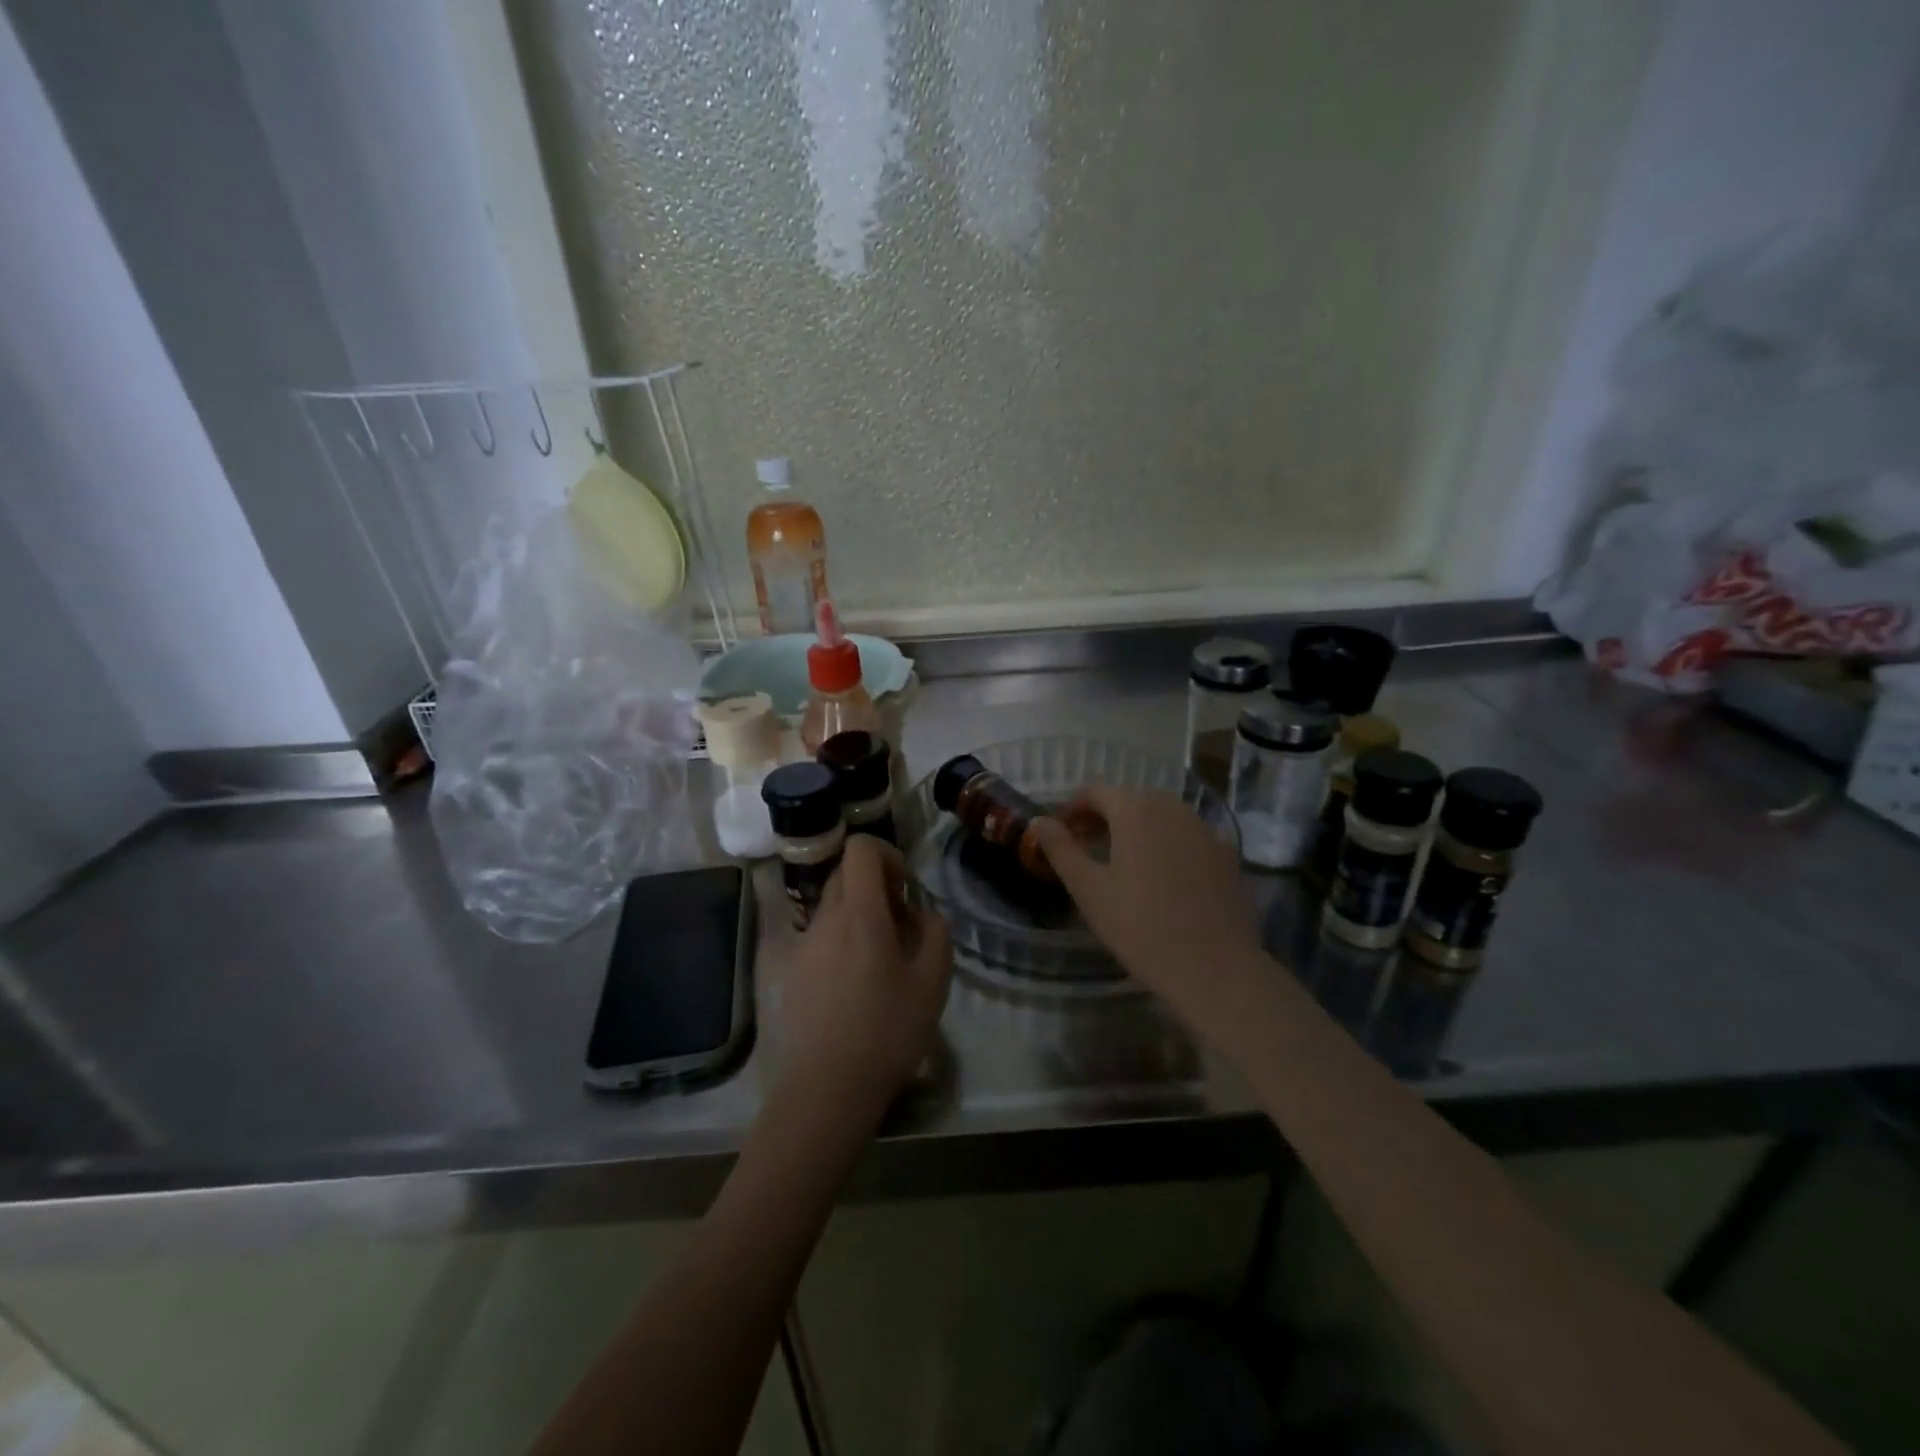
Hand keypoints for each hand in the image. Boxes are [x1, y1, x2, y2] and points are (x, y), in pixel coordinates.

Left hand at [779, 836, 951, 1123]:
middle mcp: (825, 919)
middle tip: (901, 925)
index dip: (888, 855)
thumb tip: (921, 914)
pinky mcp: (793, 971)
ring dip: (861, 915)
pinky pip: (822, 936)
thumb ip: (935, 933)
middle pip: (846, 874)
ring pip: (833, 906)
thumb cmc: (887, 1031)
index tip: (905, 890)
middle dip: (877, 886)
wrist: (827, 1088)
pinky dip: (843, 940)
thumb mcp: (933, 981)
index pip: (860, 848)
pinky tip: (858, 985)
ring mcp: (804, 945)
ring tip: (883, 959)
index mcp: (859, 913)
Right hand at [1032, 786, 1263, 1031]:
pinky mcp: (1227, 855)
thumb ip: (1061, 849)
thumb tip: (1039, 821)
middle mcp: (1173, 808)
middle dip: (1104, 817)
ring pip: (1161, 816)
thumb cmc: (1141, 928)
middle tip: (1085, 848)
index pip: (1097, 791)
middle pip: (1130, 799)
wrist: (1216, 969)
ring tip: (1121, 863)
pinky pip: (1187, 837)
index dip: (1073, 807)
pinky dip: (1167, 844)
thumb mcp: (1089, 890)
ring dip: (1136, 829)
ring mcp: (1205, 830)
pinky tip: (1163, 880)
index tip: (1061, 833)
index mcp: (1136, 811)